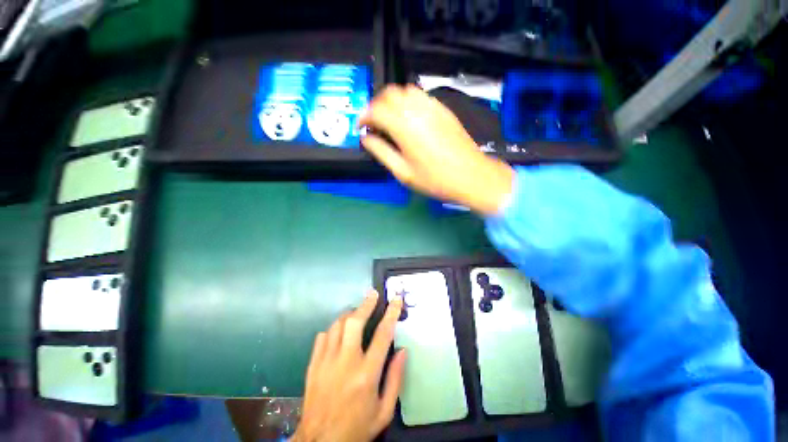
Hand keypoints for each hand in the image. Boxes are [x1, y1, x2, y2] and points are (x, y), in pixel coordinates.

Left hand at [293, 290, 405, 441]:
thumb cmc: (357, 427)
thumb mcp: (384, 411)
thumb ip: (395, 379)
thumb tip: (403, 351)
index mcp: (367, 374)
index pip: (383, 334)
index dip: (391, 313)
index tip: (396, 300)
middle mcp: (346, 362)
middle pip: (355, 322)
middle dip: (365, 304)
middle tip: (372, 294)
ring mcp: (326, 362)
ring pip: (337, 325)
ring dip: (349, 314)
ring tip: (357, 311)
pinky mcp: (313, 365)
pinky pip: (322, 337)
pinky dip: (332, 330)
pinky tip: (338, 332)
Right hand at [359, 84, 514, 214]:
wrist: (471, 176)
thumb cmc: (435, 179)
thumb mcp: (403, 172)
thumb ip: (381, 152)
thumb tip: (366, 138)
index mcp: (404, 126)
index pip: (376, 110)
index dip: (364, 116)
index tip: (361, 127)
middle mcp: (417, 109)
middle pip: (389, 93)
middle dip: (376, 105)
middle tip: (373, 122)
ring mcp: (432, 106)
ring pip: (404, 90)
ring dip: (392, 101)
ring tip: (390, 119)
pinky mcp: (443, 109)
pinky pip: (420, 96)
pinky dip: (408, 101)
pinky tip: (409, 118)